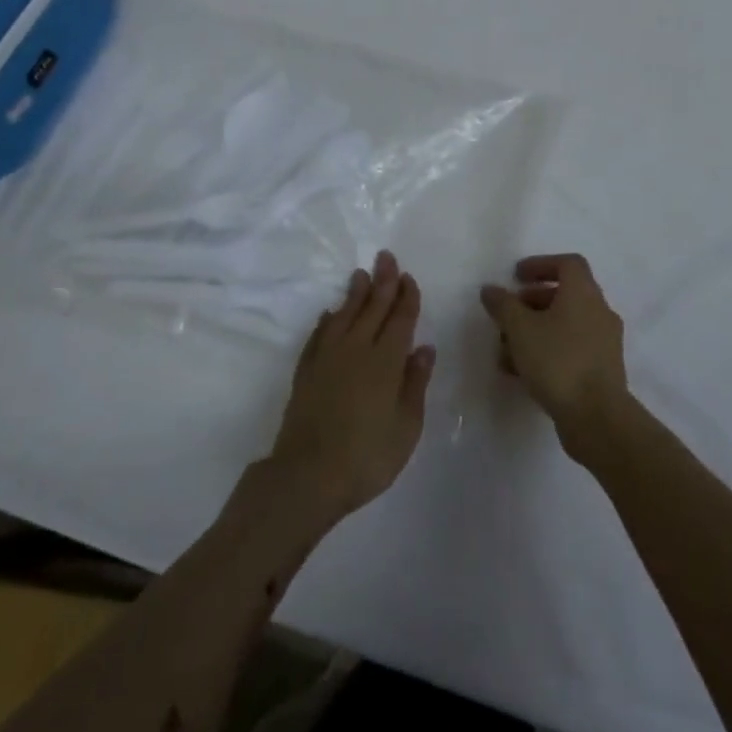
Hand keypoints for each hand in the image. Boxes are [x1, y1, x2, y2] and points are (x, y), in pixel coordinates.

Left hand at [265, 251, 435, 526]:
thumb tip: (424, 348)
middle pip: (372, 307)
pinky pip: (319, 334)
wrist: (307, 474)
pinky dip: (327, 320)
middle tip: (386, 257)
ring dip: (355, 293)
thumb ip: (415, 384)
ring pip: (344, 314)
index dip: (406, 297)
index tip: (408, 278)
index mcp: (386, 361)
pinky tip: (330, 313)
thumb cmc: (367, 456)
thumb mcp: (406, 427)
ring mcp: (328, 357)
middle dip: (383, 281)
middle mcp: (357, 349)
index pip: (400, 319)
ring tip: (361, 274)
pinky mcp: (306, 370)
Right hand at [481, 253, 630, 461]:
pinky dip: (547, 351)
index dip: (540, 264)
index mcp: (584, 293)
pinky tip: (522, 372)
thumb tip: (491, 289)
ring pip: (565, 325)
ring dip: (535, 331)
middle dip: (531, 302)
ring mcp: (604, 343)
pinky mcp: (602, 370)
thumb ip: (503, 305)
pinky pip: (571, 349)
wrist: (597, 418)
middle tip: (508, 314)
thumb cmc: (558, 361)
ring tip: (506, 350)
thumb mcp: (520, 329)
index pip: (568, 263)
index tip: (516, 277)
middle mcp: (599, 312)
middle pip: (565, 295)